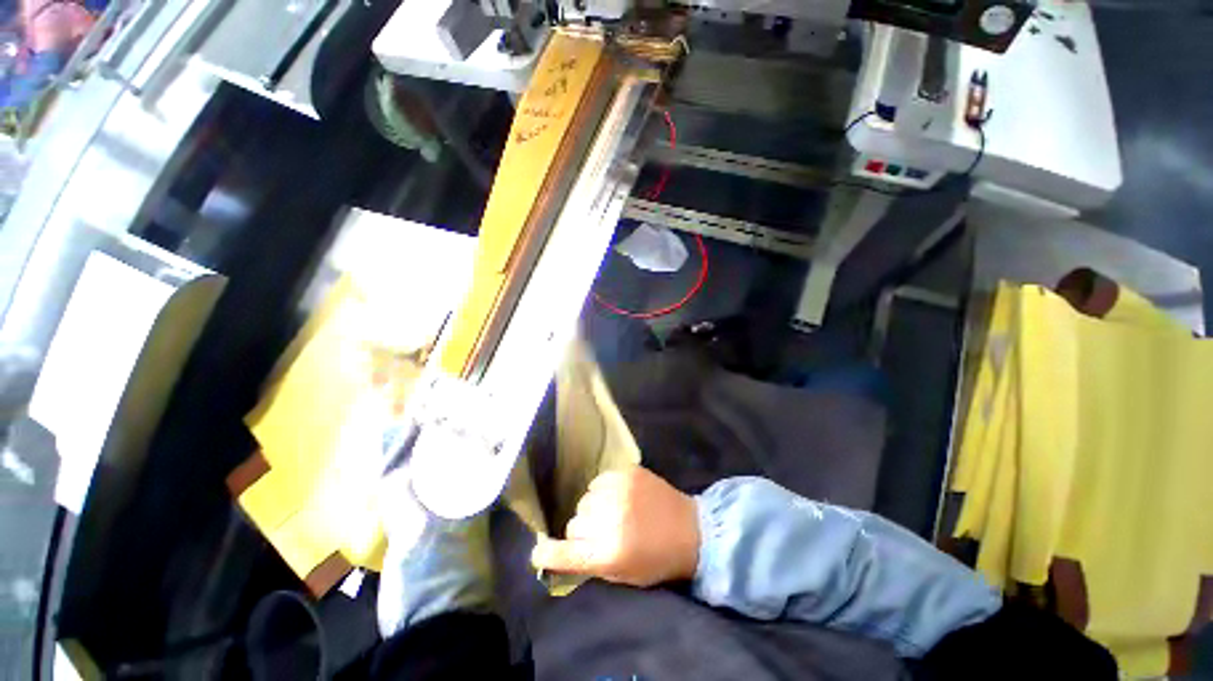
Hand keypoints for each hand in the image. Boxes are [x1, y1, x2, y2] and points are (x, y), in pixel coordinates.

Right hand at [530, 466, 699, 587]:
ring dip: (592, 509)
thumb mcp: (623, 575)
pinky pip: (598, 481)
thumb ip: (591, 564)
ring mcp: (619, 491)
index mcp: (610, 552)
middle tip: (600, 533)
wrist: (691, 529)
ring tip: (612, 513)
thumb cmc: (658, 560)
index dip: (548, 554)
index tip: (539, 553)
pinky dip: (602, 491)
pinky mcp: (627, 472)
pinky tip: (618, 497)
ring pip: (584, 500)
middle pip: (573, 523)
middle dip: (582, 531)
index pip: (565, 552)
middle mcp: (610, 519)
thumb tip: (561, 553)